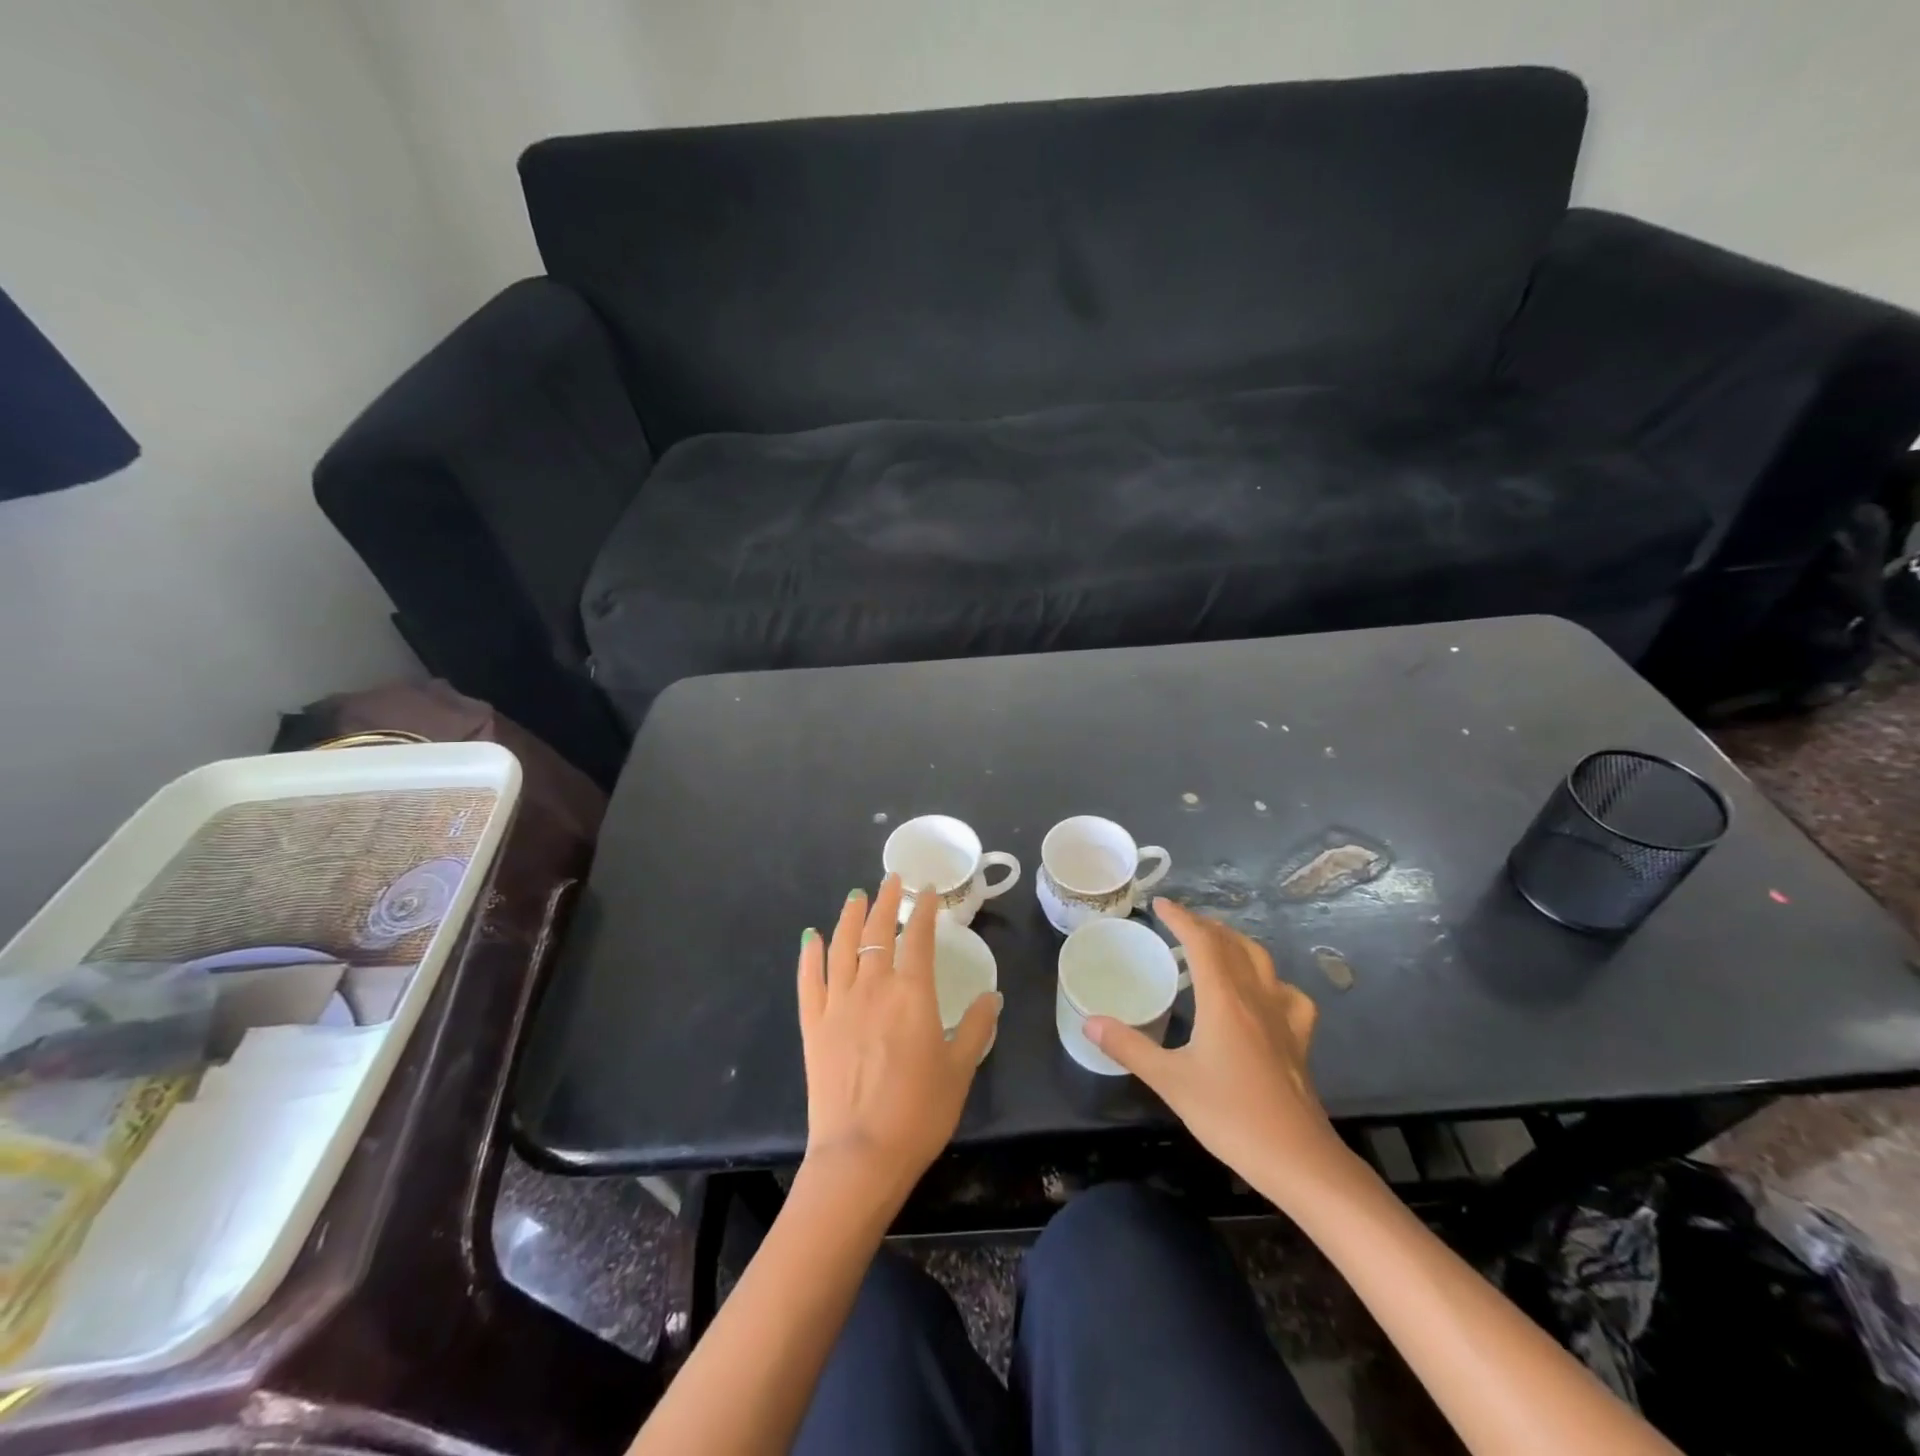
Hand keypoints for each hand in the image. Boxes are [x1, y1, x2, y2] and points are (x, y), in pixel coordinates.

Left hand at [796, 874, 1000, 1202]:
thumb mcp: (960, 1069)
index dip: (924, 910)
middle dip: (886, 901)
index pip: (919, 937)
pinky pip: (809, 979)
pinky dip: (810, 955)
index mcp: (913, 993)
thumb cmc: (920, 1112)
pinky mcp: (814, 1024)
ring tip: (856, 897)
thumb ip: (978, 1027)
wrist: (861, 1155)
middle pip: (877, 931)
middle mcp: (873, 986)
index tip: (928, 890)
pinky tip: (811, 938)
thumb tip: (993, 995)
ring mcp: (838, 1003)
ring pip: (841, 946)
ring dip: (849, 917)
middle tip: (892, 881)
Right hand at [1086, 899, 1346, 1203]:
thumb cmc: (1230, 1115)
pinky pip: (1289, 995)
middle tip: (1180, 924)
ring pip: (1263, 962)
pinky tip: (1264, 994)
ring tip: (1217, 946)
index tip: (1160, 905)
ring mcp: (1283, 1018)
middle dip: (1206, 926)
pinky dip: (1272, 981)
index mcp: (1224, 1000)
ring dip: (1236, 944)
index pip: (1202, 942)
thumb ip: (1128, 1047)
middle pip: (1233, 945)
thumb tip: (1089, 1022)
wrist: (1297, 1159)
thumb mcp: (1169, 1081)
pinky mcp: (1298, 1040)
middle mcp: (1255, 997)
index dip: (1180, 918)